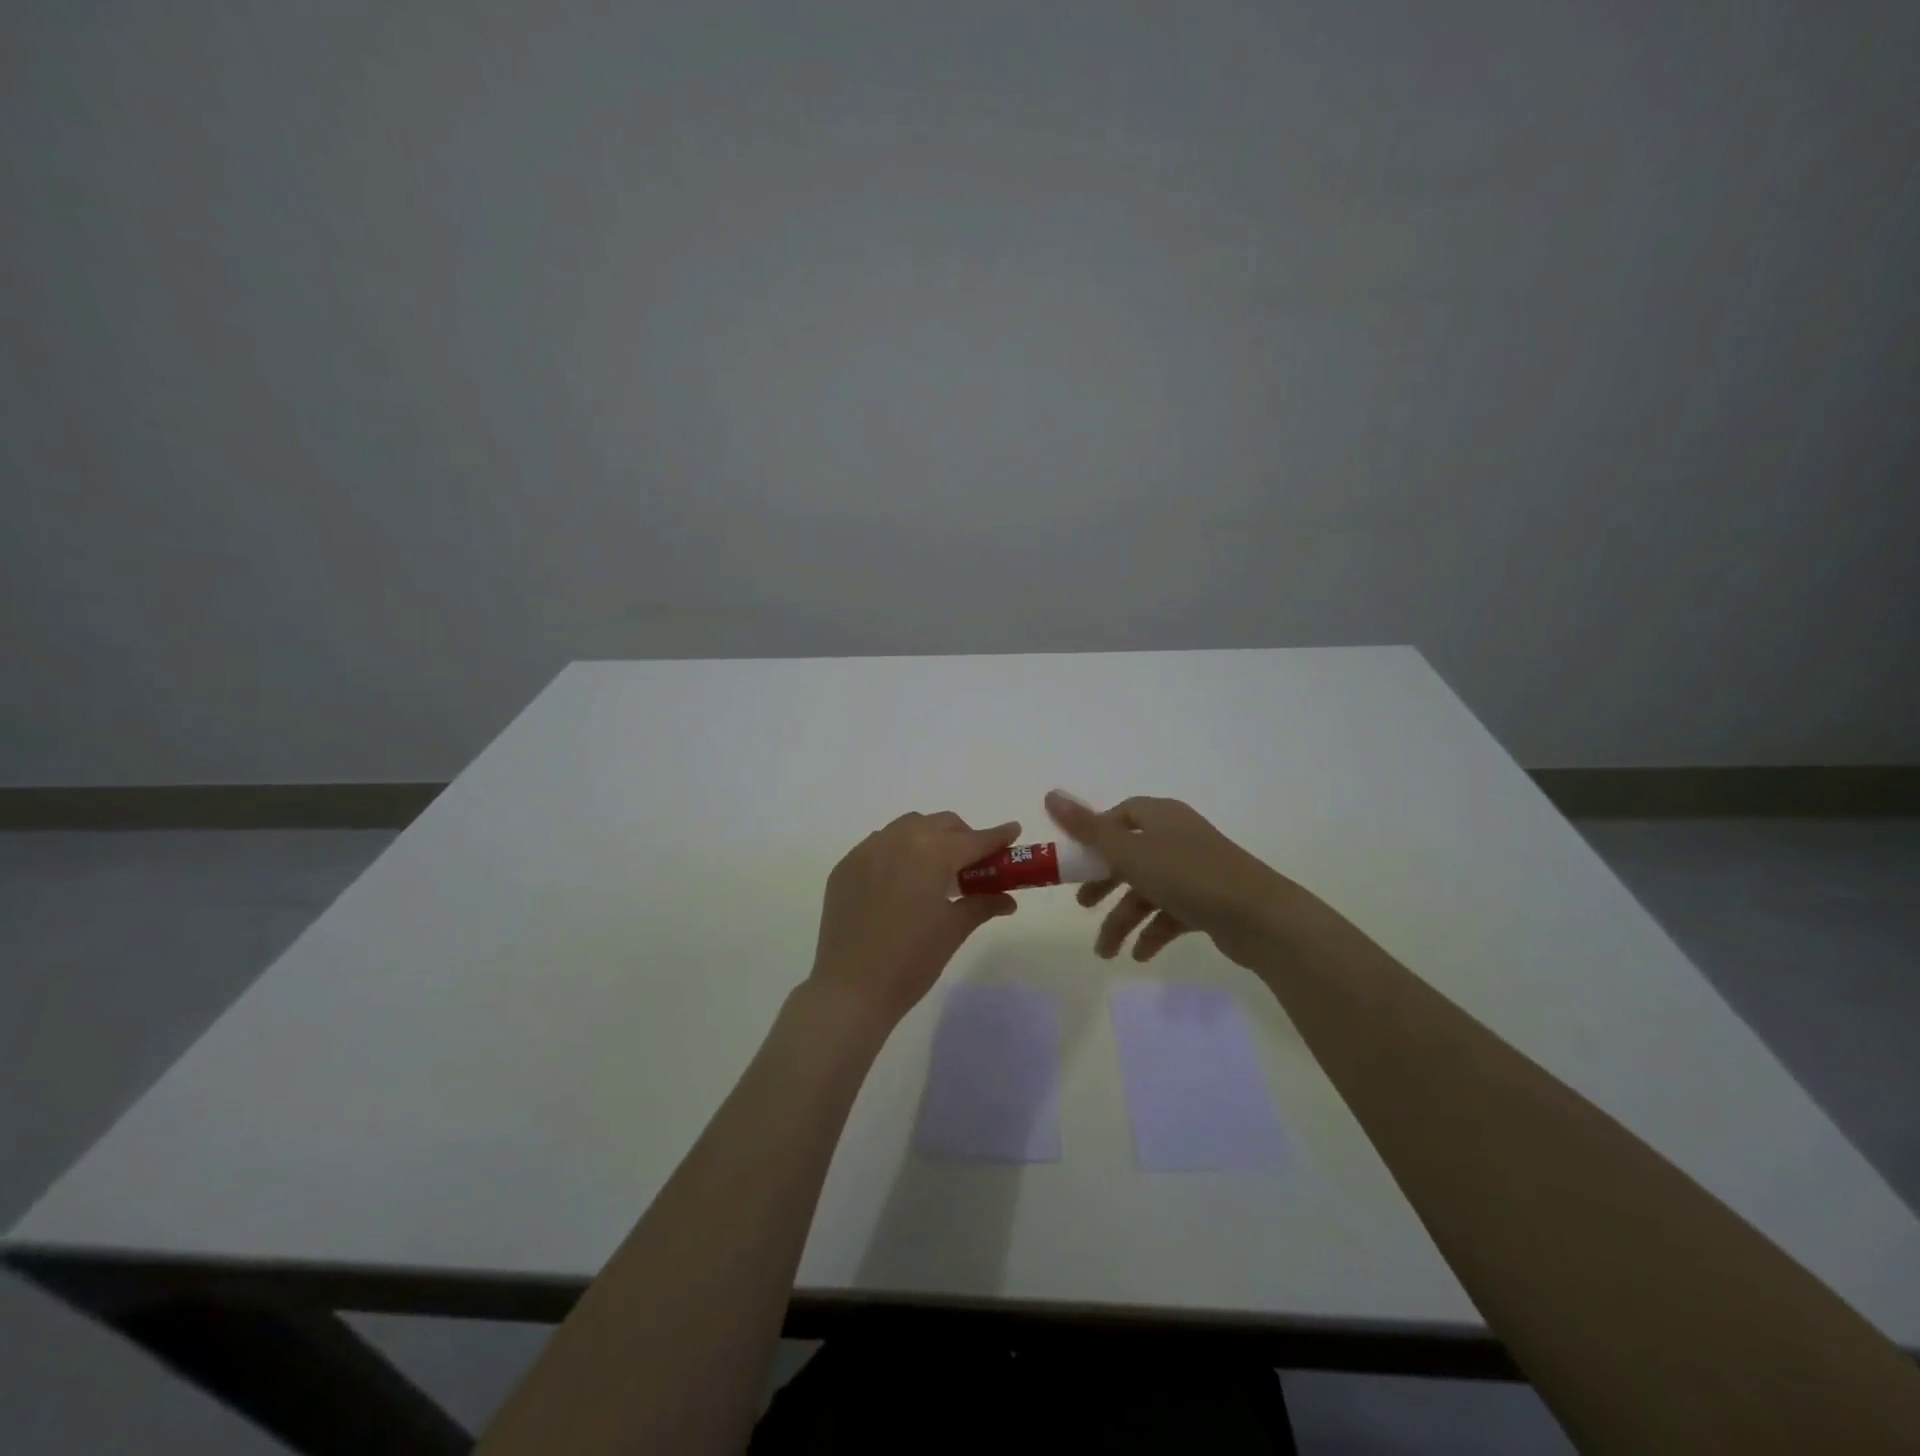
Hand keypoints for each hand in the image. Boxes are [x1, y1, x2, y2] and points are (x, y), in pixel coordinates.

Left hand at [808, 812, 1021, 1028]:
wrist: (851, 989)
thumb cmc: (911, 961)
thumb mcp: (954, 930)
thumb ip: (982, 904)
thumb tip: (1008, 899)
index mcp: (931, 854)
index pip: (973, 839)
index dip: (997, 836)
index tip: (1013, 831)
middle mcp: (898, 840)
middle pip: (940, 824)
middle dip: (962, 836)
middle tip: (973, 863)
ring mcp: (867, 851)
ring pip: (907, 827)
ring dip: (929, 838)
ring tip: (936, 869)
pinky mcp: (846, 866)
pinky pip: (879, 844)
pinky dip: (898, 851)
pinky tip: (901, 879)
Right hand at [1046, 790, 1296, 969]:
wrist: (1260, 917)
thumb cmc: (1187, 876)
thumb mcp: (1129, 851)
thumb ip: (1086, 828)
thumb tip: (1049, 794)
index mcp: (1162, 817)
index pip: (1122, 815)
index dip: (1097, 834)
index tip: (1078, 859)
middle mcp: (1179, 838)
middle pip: (1131, 856)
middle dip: (1104, 883)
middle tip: (1083, 906)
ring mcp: (1196, 871)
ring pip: (1149, 890)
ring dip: (1124, 919)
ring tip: (1107, 952)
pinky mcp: (1209, 902)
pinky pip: (1171, 913)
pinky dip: (1153, 931)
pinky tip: (1141, 954)